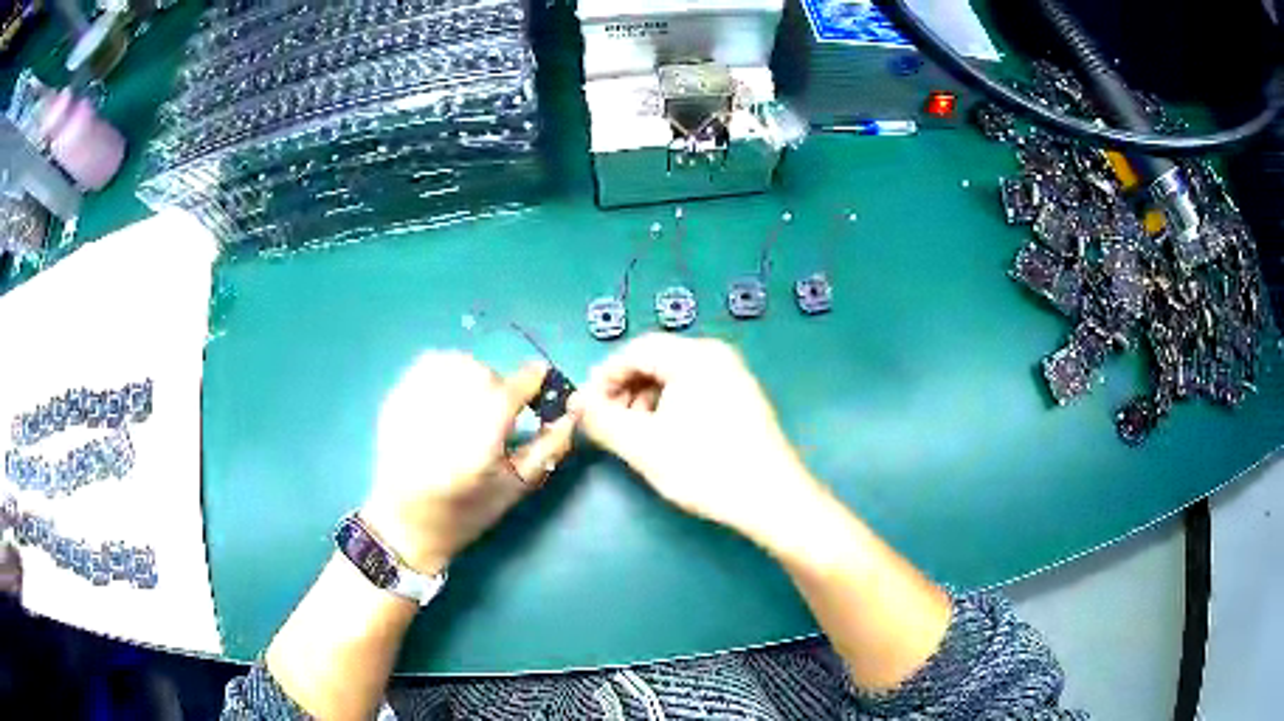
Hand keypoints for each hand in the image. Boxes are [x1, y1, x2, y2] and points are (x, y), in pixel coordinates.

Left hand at [361, 352, 575, 573]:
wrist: (405, 524)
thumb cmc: (467, 513)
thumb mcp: (516, 487)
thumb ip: (550, 446)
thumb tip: (574, 409)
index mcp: (478, 446)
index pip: (512, 391)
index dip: (532, 380)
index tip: (540, 379)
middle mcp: (443, 420)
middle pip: (483, 374)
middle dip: (500, 385)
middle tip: (500, 410)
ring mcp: (413, 407)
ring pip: (455, 362)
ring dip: (473, 374)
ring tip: (472, 401)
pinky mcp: (394, 401)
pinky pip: (426, 364)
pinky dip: (445, 370)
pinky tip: (447, 394)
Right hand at [574, 334, 824, 543]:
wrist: (772, 499)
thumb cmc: (706, 468)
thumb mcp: (644, 445)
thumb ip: (602, 420)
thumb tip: (575, 403)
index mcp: (695, 356)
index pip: (636, 350)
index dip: (604, 377)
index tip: (585, 407)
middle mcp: (717, 356)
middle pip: (655, 361)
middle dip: (624, 390)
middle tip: (607, 423)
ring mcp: (734, 376)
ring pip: (674, 378)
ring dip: (645, 401)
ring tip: (634, 436)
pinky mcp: (742, 399)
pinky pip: (694, 391)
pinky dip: (670, 408)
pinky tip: (664, 438)